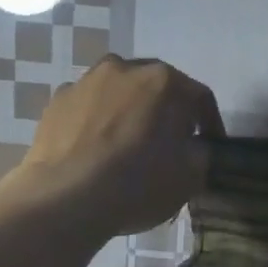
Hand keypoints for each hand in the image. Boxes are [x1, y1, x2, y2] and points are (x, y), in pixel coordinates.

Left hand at [19, 56, 223, 235]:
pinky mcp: (57, 101)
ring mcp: (85, 81)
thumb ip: (202, 152)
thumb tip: (195, 146)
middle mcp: (124, 67)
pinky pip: (89, 108)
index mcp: (164, 80)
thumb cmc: (138, 183)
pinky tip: (97, 151)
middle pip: (156, 88)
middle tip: (170, 144)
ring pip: (119, 94)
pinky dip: (98, 122)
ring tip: (129, 146)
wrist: (65, 199)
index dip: (210, 124)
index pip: (200, 98)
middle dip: (167, 112)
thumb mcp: (191, 176)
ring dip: (130, 112)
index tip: (211, 146)